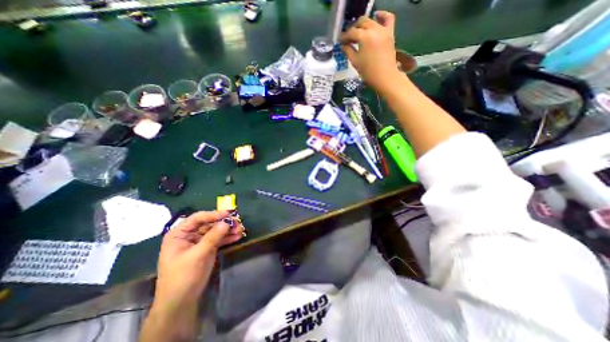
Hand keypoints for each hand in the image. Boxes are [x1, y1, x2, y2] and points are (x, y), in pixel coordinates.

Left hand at [152, 211, 243, 307]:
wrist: (181, 302)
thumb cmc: (183, 276)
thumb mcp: (198, 254)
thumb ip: (213, 236)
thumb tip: (227, 222)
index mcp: (179, 234)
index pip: (198, 218)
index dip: (214, 214)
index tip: (229, 214)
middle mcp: (189, 235)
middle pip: (209, 223)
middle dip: (224, 223)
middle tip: (238, 222)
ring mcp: (199, 242)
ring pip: (216, 231)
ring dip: (228, 230)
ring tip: (241, 230)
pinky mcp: (207, 249)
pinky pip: (218, 239)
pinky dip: (227, 238)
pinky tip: (238, 236)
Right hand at [341, 10, 397, 92]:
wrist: (385, 77)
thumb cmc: (368, 72)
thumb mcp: (355, 62)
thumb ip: (348, 51)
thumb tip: (343, 45)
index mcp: (365, 37)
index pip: (352, 32)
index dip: (344, 36)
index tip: (340, 41)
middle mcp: (374, 30)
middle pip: (361, 23)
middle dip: (353, 29)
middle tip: (348, 38)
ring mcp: (384, 30)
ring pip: (371, 20)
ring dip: (363, 24)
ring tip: (359, 32)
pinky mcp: (390, 33)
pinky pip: (388, 18)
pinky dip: (382, 15)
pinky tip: (376, 16)